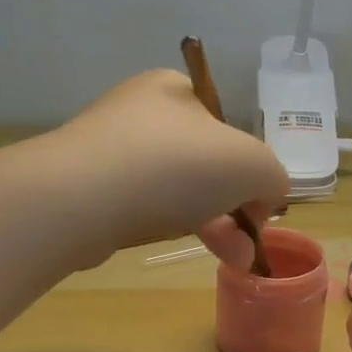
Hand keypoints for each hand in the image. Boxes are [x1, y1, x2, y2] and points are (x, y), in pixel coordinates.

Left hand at [51, 70, 288, 262]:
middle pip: (204, 163)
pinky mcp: (88, 188)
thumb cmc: (175, 165)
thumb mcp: (252, 164)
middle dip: (235, 207)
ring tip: (233, 261)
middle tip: (248, 244)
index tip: (259, 209)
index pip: (227, 128)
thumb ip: (272, 175)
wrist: (79, 199)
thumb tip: (264, 197)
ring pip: (176, 189)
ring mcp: (109, 150)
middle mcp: (140, 112)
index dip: (251, 169)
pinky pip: (142, 206)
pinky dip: (168, 225)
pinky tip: (180, 243)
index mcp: (175, 90)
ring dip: (211, 224)